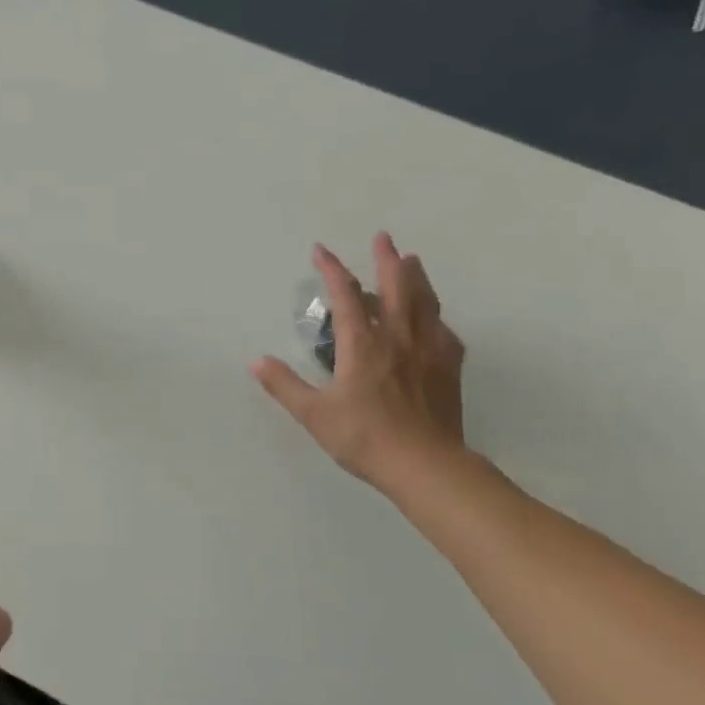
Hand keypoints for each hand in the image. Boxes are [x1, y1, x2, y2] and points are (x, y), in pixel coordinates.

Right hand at [251, 234, 466, 498]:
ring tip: (413, 260)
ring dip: (417, 278)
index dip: (332, 269)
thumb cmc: (365, 437)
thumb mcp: (314, 414)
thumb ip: (284, 385)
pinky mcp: (448, 369)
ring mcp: (428, 352)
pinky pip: (445, 333)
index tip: (321, 250)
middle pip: (396, 288)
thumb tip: (256, 361)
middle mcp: (398, 338)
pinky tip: (436, 321)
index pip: (345, 296)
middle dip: (387, 260)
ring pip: (425, 303)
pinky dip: (437, 319)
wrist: (426, 466)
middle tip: (383, 238)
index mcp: (363, 345)